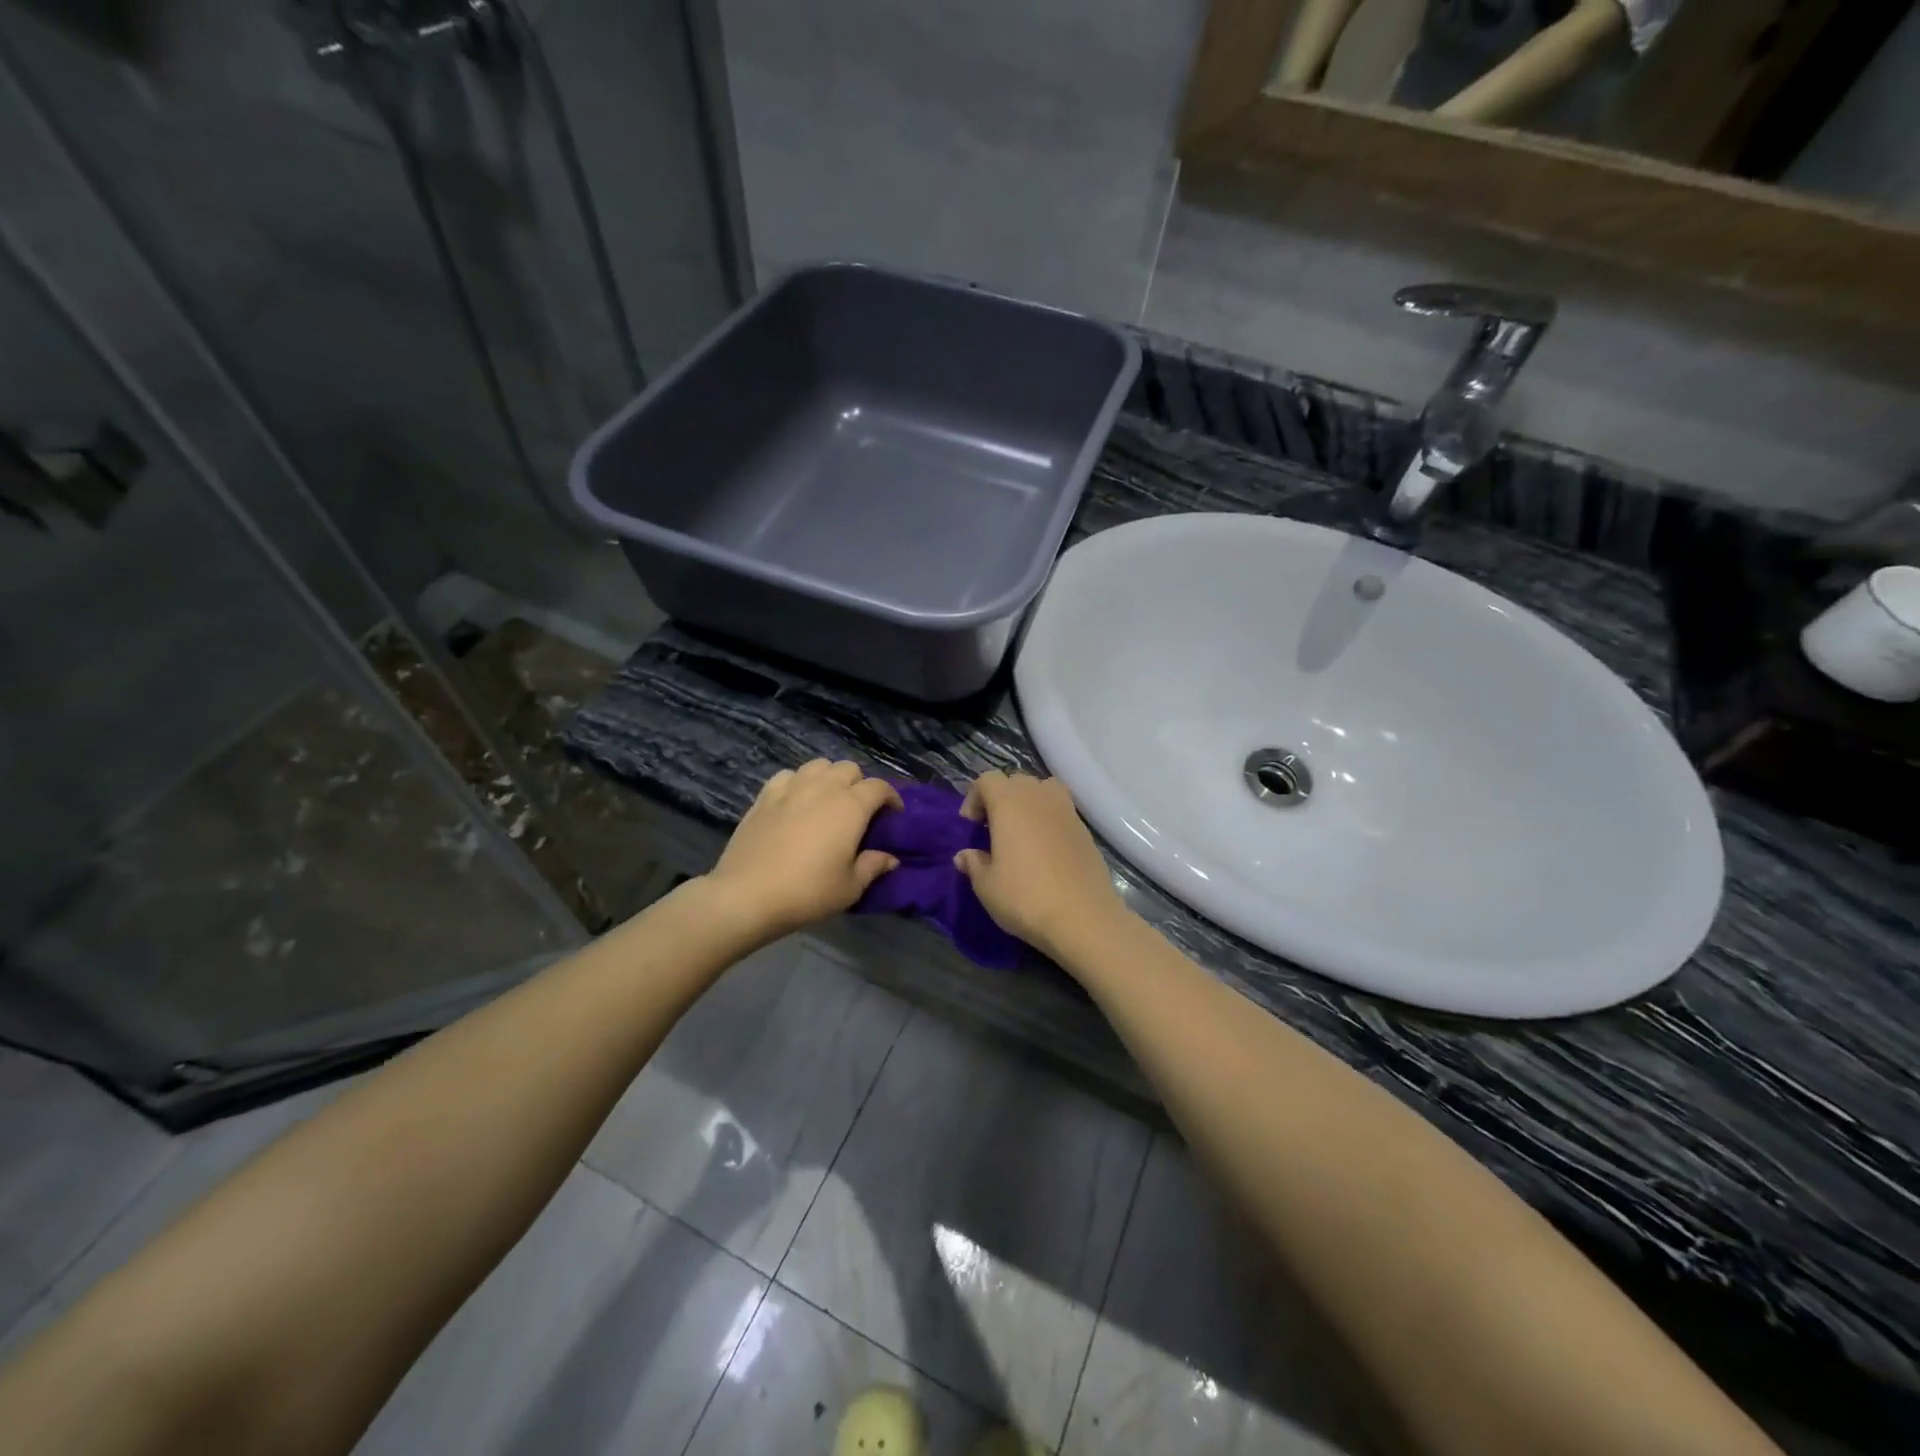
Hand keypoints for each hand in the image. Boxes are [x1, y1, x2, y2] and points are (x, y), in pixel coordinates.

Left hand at [707, 760, 901, 938]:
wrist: (747, 895)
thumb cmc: (808, 892)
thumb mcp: (850, 887)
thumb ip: (873, 866)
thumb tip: (890, 858)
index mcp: (850, 806)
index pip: (879, 787)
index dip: (891, 797)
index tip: (894, 815)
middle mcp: (823, 788)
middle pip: (849, 769)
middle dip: (860, 784)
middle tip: (860, 810)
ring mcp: (791, 788)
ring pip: (818, 765)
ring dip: (830, 777)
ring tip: (828, 799)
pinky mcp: (765, 796)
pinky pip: (788, 775)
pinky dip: (798, 782)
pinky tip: (796, 800)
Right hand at [955, 771, 1127, 961]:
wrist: (1083, 918)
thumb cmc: (1025, 897)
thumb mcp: (987, 886)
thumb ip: (973, 864)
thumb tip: (965, 855)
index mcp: (1009, 802)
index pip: (987, 779)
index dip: (974, 797)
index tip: (971, 827)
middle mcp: (1039, 797)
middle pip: (1016, 781)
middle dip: (1001, 799)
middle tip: (993, 830)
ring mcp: (1067, 811)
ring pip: (1043, 791)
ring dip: (1029, 804)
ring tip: (1022, 834)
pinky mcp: (1086, 830)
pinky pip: (1061, 812)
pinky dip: (1049, 821)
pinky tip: (1046, 852)